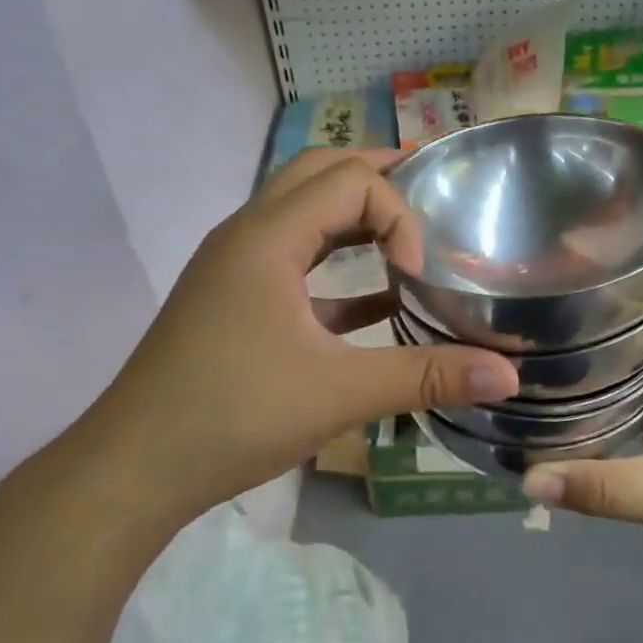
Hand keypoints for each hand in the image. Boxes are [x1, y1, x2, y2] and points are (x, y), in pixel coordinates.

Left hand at [92, 149, 518, 524]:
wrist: (133, 469)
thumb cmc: (233, 416)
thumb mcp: (340, 393)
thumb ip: (427, 376)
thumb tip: (509, 375)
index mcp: (266, 237)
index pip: (349, 181)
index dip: (398, 215)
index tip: (418, 274)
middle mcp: (247, 235)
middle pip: (318, 173)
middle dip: (378, 178)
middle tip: (433, 197)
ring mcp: (235, 268)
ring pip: (302, 213)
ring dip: (355, 217)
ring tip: (410, 236)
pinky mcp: (234, 301)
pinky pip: (294, 260)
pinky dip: (336, 263)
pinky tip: (378, 299)